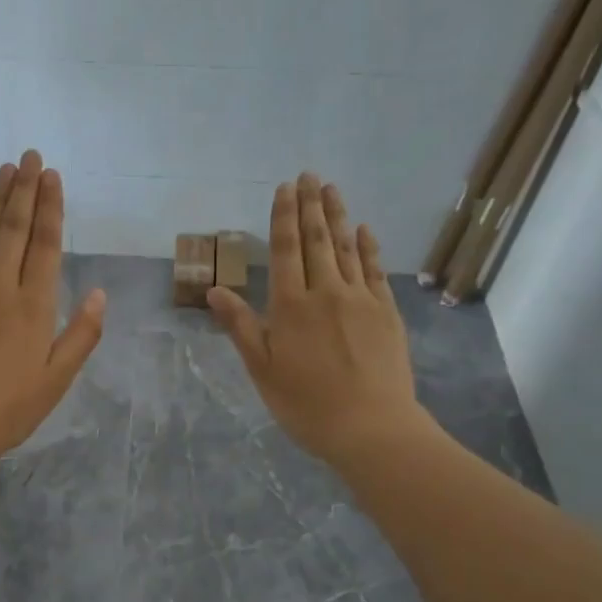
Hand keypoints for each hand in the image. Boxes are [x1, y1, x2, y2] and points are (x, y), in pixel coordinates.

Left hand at [0, 150, 104, 468]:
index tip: (52, 176)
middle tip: (30, 156)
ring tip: (6, 168)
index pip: (45, 245)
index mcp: (34, 306)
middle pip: (14, 229)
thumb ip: (81, 336)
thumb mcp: (56, 380)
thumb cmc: (7, 409)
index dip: (50, 208)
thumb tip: (101, 295)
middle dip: (25, 189)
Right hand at [206, 173, 430, 469]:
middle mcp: (326, 292)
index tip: (284, 188)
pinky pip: (375, 269)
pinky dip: (368, 246)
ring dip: (338, 216)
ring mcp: (361, 299)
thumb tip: (215, 290)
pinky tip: (364, 230)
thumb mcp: (262, 370)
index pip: (286, 250)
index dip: (284, 217)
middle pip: (317, 240)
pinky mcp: (387, 311)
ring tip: (331, 189)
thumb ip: (240, 327)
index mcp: (291, 307)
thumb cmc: (306, 404)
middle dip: (311, 206)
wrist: (370, 426)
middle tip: (309, 175)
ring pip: (347, 248)